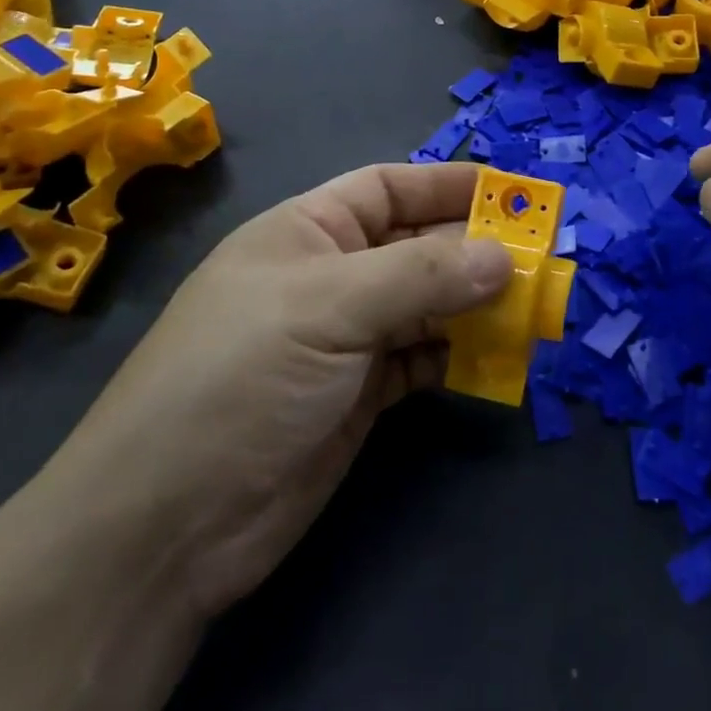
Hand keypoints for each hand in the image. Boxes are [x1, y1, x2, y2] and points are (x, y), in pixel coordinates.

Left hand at [41, 163, 511, 622]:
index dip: (448, 185)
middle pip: (416, 246)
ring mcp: (345, 339)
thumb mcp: (329, 306)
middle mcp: (331, 277)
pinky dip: (458, 355)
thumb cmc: (241, 377)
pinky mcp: (359, 396)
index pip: (389, 188)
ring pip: (426, 304)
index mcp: (309, 231)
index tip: (512, 194)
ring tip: (533, 309)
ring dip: (475, 305)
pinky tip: (495, 358)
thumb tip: (504, 257)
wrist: (168, 525)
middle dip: (475, 249)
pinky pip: (422, 359)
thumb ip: (422, 276)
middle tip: (542, 258)